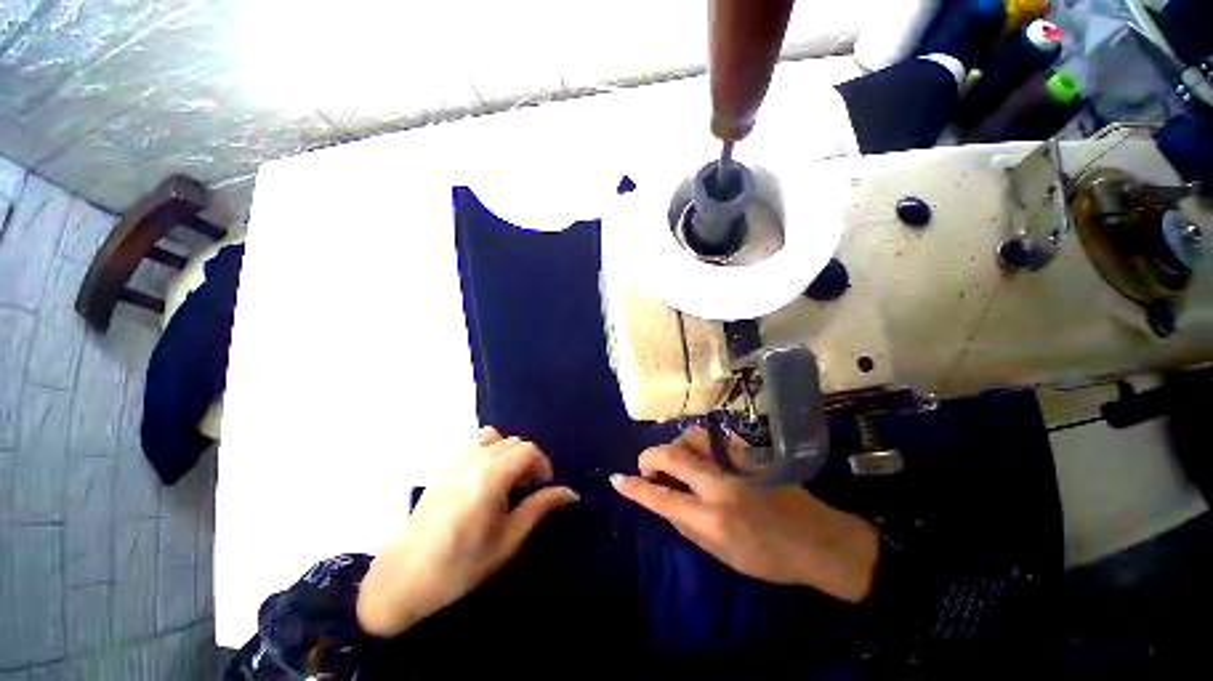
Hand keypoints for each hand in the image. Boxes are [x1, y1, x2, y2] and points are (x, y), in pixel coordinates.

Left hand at [357, 427, 578, 637]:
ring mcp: (455, 459)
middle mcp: (474, 458)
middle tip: (527, 491)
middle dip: (528, 461)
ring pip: (493, 437)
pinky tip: (484, 479)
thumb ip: (540, 508)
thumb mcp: (508, 539)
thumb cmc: (461, 564)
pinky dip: (488, 450)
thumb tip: (570, 493)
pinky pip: (473, 443)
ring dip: (507, 451)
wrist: (405, 577)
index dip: (543, 465)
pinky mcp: (444, 465)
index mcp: (492, 475)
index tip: (544, 487)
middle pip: (514, 442)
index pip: (528, 450)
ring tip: (506, 479)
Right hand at [610, 429, 878, 602]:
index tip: (617, 479)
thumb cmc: (770, 557)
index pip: (662, 497)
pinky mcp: (749, 452)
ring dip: (674, 446)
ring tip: (675, 461)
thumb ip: (688, 526)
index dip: (635, 488)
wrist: (819, 539)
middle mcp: (721, 483)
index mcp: (713, 517)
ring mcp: (736, 462)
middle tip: (646, 467)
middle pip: (672, 455)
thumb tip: (665, 503)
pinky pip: (713, 439)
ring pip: (691, 438)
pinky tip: (700, 456)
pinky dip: (697, 445)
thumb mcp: (723, 555)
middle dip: (649, 457)